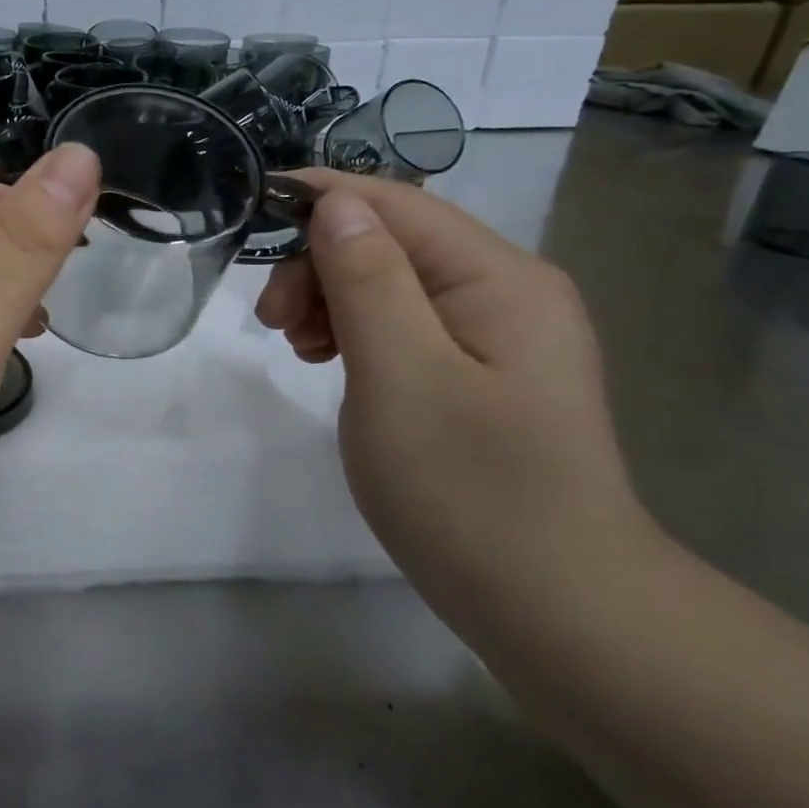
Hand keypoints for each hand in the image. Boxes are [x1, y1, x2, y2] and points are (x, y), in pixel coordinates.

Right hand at [256, 171, 654, 618]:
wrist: (557, 609)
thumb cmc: (470, 490)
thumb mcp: (400, 375)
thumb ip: (367, 280)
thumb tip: (335, 203)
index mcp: (498, 278)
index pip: (396, 204)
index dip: (320, 198)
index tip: (251, 216)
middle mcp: (507, 291)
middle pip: (393, 241)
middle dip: (320, 265)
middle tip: (271, 324)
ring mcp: (498, 336)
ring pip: (393, 283)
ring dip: (332, 300)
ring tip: (299, 351)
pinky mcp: (482, 374)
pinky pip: (406, 325)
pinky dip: (357, 333)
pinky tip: (332, 365)